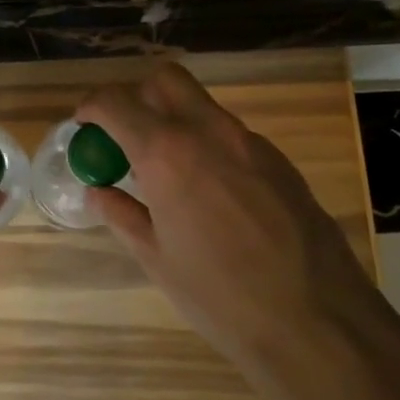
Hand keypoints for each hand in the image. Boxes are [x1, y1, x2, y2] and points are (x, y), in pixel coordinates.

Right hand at [79, 63, 389, 391]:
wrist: (316, 320)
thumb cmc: (219, 295)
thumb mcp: (157, 258)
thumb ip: (122, 214)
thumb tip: (98, 191)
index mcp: (167, 154)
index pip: (116, 103)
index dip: (91, 107)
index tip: (84, 124)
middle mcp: (209, 132)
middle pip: (166, 80)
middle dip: (138, 96)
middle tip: (127, 135)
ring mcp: (250, 143)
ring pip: (202, 106)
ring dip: (176, 121)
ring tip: (169, 172)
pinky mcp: (280, 161)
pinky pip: (232, 135)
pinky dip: (209, 146)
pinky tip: (213, 194)